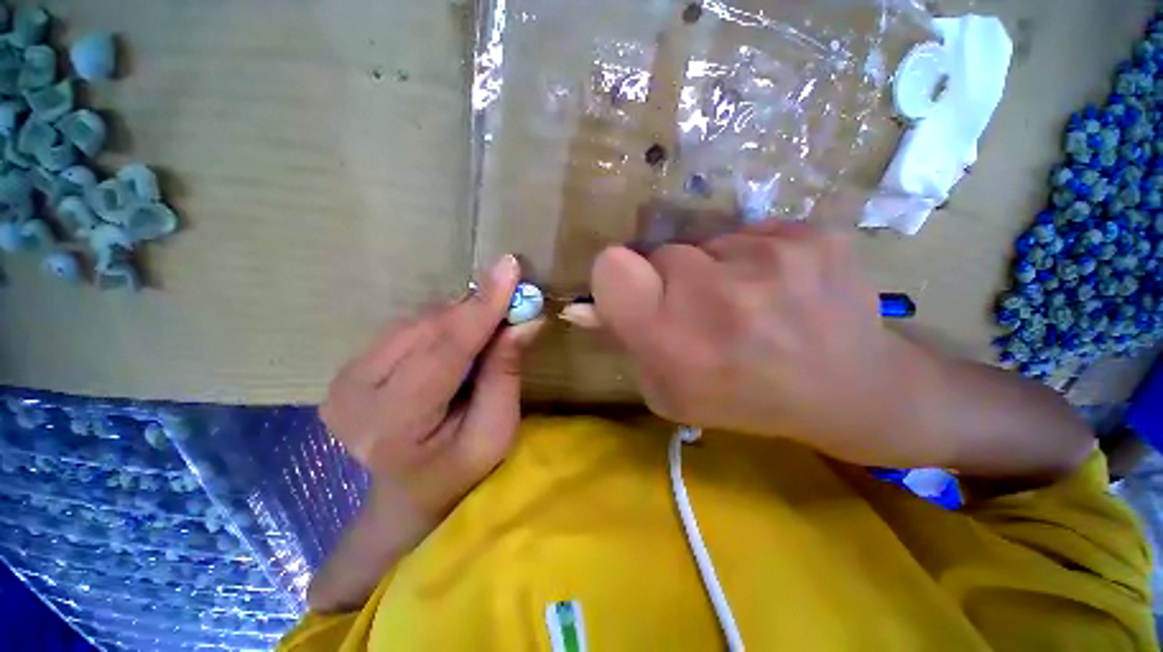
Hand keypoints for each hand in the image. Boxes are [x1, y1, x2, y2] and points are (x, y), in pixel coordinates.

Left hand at [321, 255, 541, 521]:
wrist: (410, 493)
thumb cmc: (462, 469)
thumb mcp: (496, 429)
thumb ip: (506, 373)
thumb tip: (525, 320)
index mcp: (393, 426)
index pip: (444, 351)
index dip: (482, 307)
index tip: (510, 267)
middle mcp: (353, 397)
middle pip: (428, 329)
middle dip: (476, 310)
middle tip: (514, 300)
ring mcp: (342, 380)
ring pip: (416, 322)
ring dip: (460, 316)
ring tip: (489, 327)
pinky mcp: (348, 369)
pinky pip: (406, 328)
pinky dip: (442, 324)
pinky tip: (460, 336)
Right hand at [589, 222, 923, 462]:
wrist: (848, 391)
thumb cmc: (741, 399)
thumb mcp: (668, 390)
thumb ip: (624, 342)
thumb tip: (583, 306)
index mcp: (673, 337)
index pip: (611, 268)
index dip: (617, 277)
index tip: (640, 293)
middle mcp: (717, 293)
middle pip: (663, 252)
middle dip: (673, 278)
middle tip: (707, 310)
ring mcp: (773, 259)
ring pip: (710, 242)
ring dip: (718, 269)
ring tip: (751, 305)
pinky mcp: (814, 236)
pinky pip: (755, 234)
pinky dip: (759, 259)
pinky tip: (785, 291)